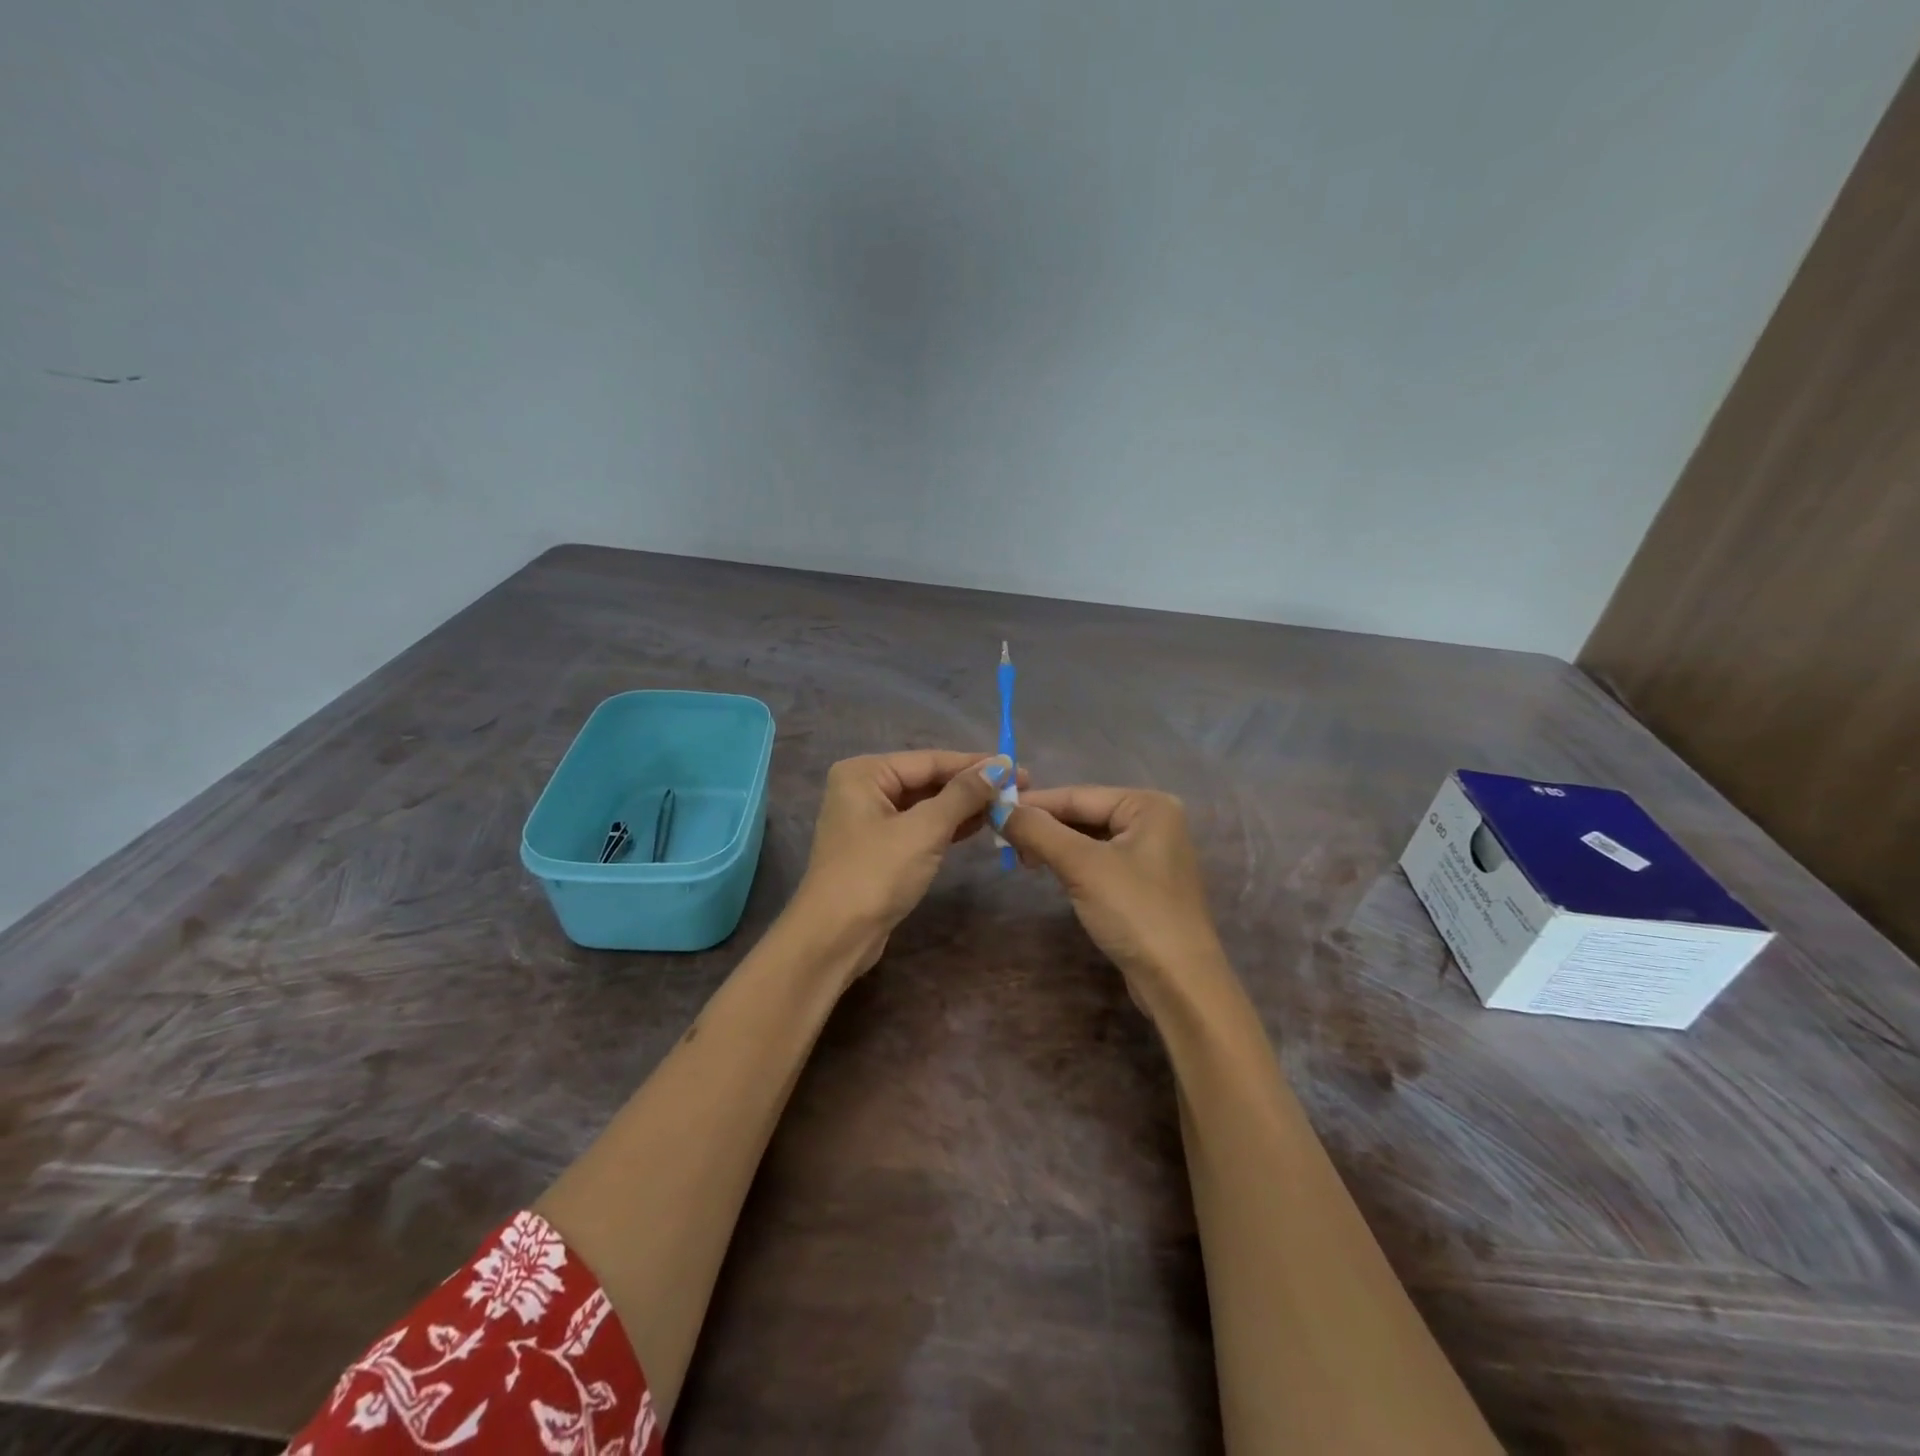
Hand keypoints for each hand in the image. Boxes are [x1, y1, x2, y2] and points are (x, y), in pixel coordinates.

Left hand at [792, 750, 1017, 970]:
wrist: (835, 937)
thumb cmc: (876, 874)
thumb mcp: (925, 830)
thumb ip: (962, 795)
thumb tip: (999, 767)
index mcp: (864, 772)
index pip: (930, 760)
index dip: (975, 764)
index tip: (1016, 767)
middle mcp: (863, 788)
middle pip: (927, 780)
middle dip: (971, 785)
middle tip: (1018, 787)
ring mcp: (869, 820)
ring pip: (926, 805)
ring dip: (963, 806)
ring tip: (1007, 805)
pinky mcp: (879, 848)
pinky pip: (919, 826)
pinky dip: (948, 826)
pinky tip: (979, 824)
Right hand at [1001, 786, 1227, 1005]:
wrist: (1179, 983)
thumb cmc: (1135, 912)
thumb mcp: (1082, 866)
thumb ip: (1038, 831)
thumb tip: (998, 808)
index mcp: (1149, 806)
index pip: (1079, 795)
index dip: (1034, 803)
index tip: (992, 809)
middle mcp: (1155, 821)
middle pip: (1085, 814)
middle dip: (1045, 826)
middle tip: (1003, 840)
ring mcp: (1152, 854)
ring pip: (1090, 839)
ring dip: (1055, 845)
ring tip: (1022, 859)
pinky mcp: (1144, 883)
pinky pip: (1100, 861)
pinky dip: (1072, 863)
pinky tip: (1050, 870)